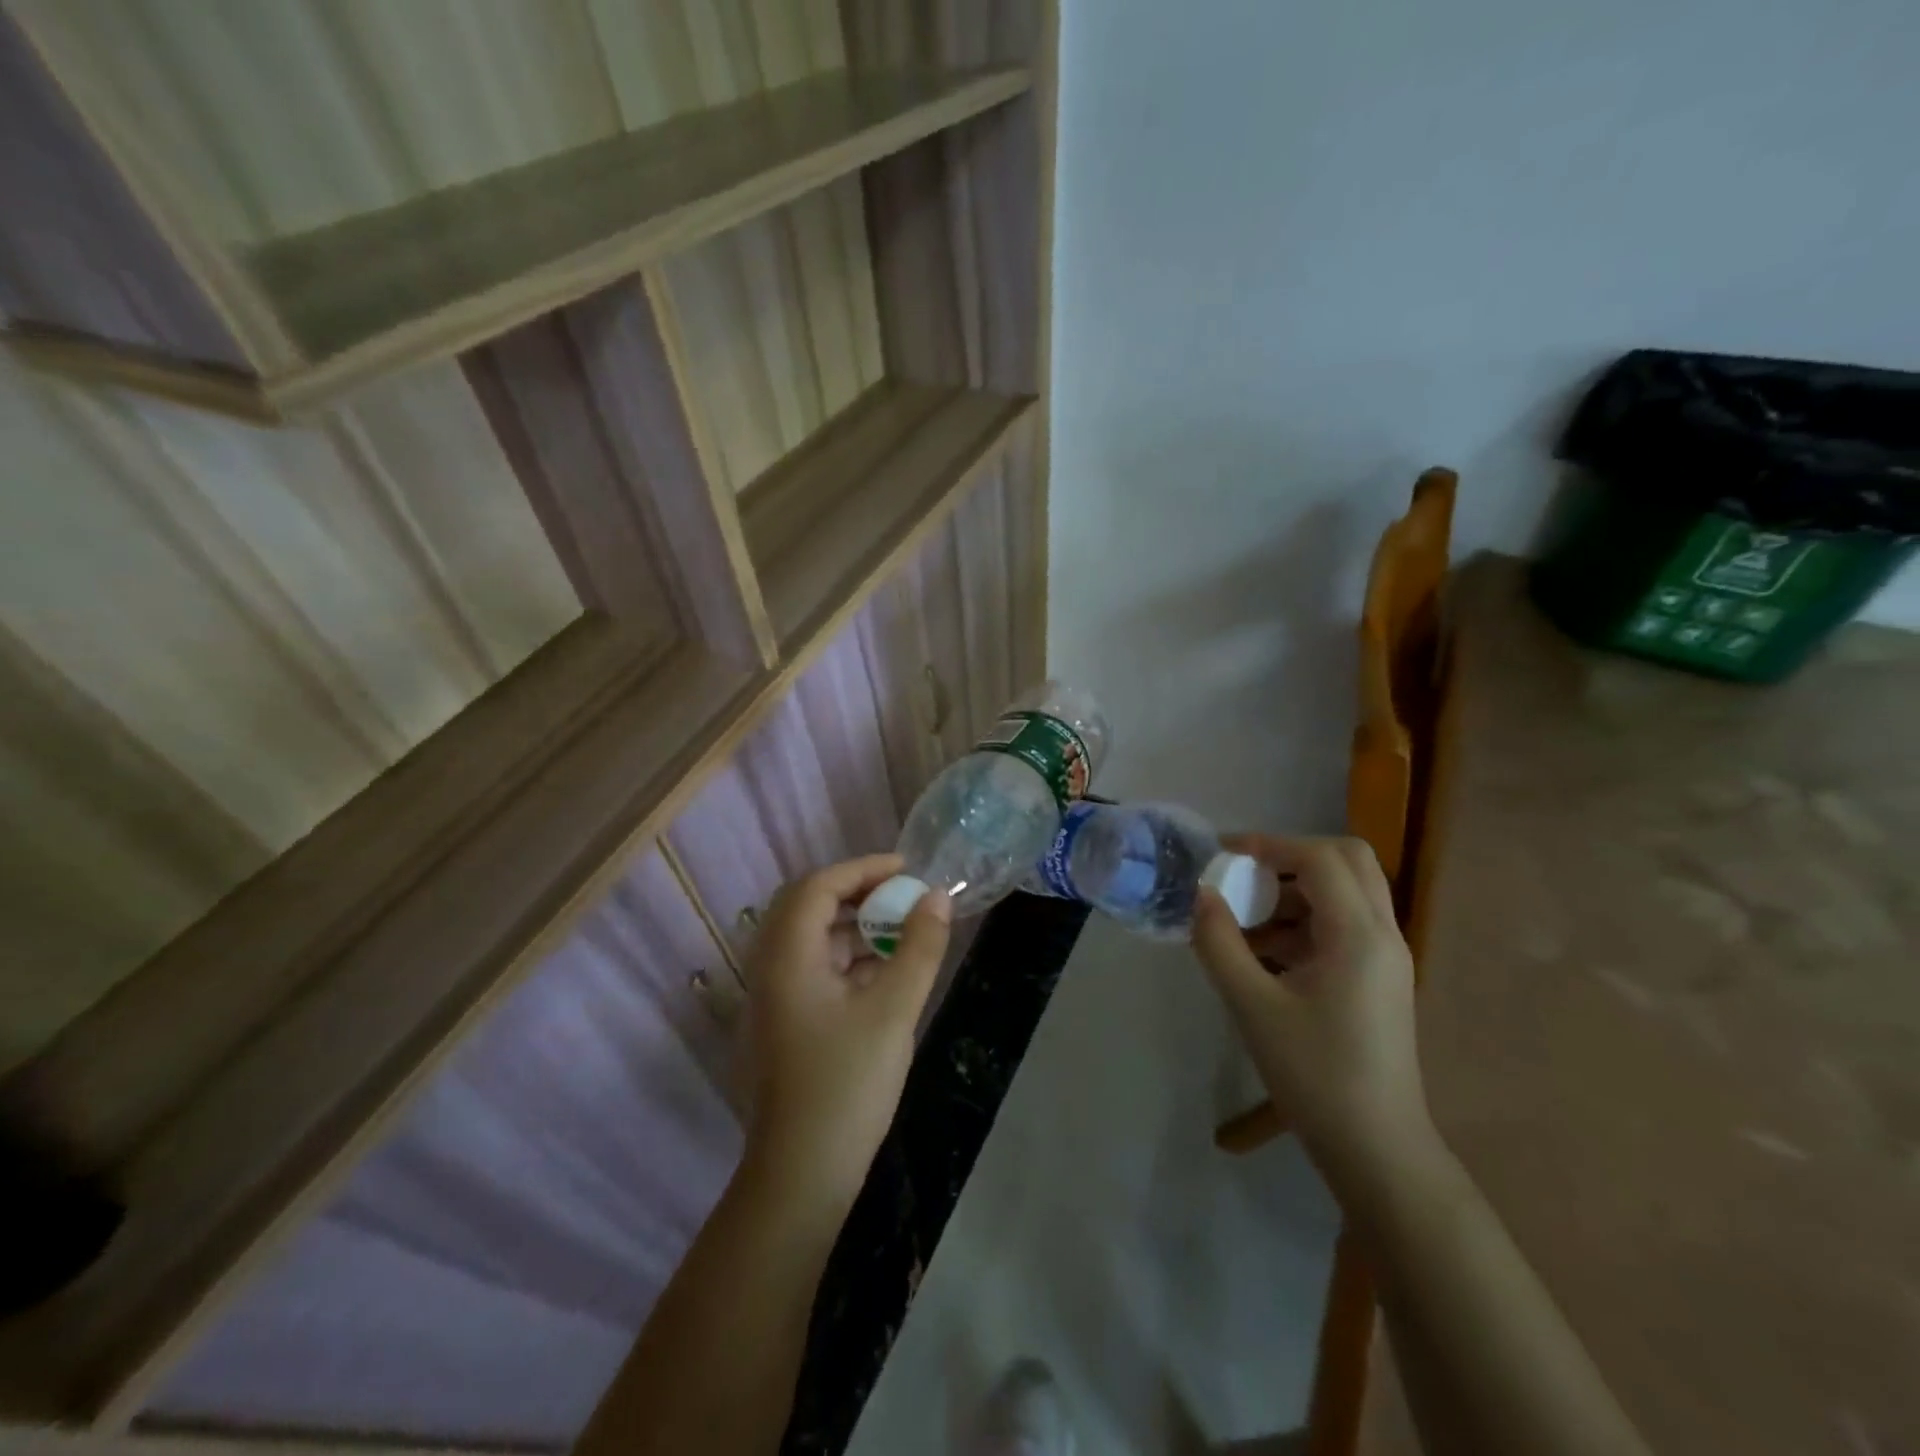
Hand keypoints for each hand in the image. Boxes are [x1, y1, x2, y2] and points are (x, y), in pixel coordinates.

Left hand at [742, 854, 950, 1210]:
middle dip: (856, 892)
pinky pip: (810, 970)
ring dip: (852, 926)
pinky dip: (845, 959)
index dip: (863, 868)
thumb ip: (920, 947)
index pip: (819, 885)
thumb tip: (937, 897)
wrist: (800, 1175)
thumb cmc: (847, 1084)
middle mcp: (769, 968)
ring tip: (899, 930)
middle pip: (807, 906)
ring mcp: (770, 999)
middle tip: (900, 894)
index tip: (907, 868)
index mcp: (786, 956)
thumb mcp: (894, 1009)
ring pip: (809, 939)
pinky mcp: (780, 1024)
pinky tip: (882, 974)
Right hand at [1191, 834, 1434, 1194]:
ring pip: (1348, 891)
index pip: (1319, 857)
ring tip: (1246, 921)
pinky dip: (1306, 920)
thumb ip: (1219, 942)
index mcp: (1358, 935)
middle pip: (1348, 860)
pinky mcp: (1381, 978)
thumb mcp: (1251, 1005)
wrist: (1376, 1148)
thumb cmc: (1313, 1074)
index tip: (1222, 854)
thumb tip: (1200, 895)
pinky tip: (1266, 955)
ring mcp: (1388, 957)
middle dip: (1291, 855)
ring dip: (1297, 890)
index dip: (1269, 844)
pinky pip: (1346, 924)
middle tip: (1246, 874)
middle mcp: (1383, 934)